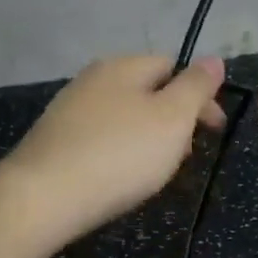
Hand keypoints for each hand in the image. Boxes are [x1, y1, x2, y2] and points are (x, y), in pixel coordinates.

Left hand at [1, 54, 226, 246]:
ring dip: (148, 140)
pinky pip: (101, 139)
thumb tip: (213, 59)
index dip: (200, 95)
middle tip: (185, 156)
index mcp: (122, 66)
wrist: (43, 198)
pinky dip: (119, 154)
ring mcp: (69, 110)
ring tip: (154, 173)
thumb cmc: (119, 154)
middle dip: (174, 120)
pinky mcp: (54, 142)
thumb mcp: (172, 118)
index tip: (213, 131)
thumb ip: (196, 87)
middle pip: (148, 92)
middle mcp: (92, 79)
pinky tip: (119, 179)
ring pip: (124, 117)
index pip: (172, 65)